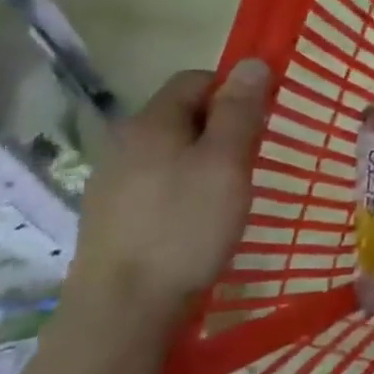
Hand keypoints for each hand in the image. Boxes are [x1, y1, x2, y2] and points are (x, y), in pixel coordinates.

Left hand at [66, 61, 270, 322]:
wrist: (122, 311)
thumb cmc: (184, 227)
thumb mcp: (226, 163)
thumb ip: (240, 111)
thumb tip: (251, 62)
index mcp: (151, 123)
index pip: (195, 80)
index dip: (233, 90)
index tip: (261, 122)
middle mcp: (124, 144)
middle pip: (182, 116)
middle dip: (222, 128)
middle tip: (251, 161)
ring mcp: (113, 184)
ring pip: (171, 153)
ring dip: (204, 162)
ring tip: (229, 195)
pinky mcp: (112, 219)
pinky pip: (157, 185)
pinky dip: (184, 191)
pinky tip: (197, 223)